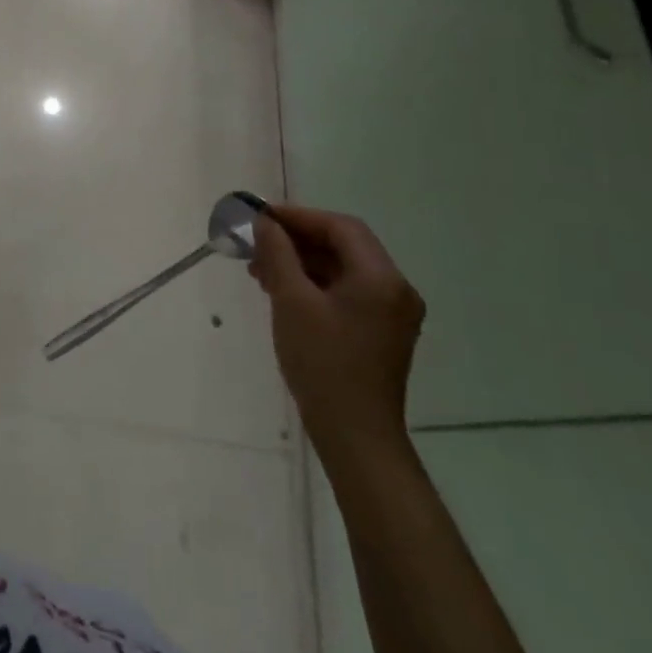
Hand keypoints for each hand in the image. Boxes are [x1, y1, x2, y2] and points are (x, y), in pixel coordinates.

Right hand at [248, 202, 424, 470]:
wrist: (355, 435)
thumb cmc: (323, 362)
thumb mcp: (292, 301)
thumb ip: (278, 254)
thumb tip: (265, 222)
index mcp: (381, 278)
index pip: (341, 227)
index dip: (299, 216)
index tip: (261, 218)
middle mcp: (395, 290)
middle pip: (344, 246)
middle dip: (297, 240)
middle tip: (256, 244)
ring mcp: (392, 314)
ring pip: (343, 269)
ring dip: (302, 262)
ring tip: (260, 270)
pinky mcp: (381, 333)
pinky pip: (346, 292)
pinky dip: (314, 283)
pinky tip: (282, 292)